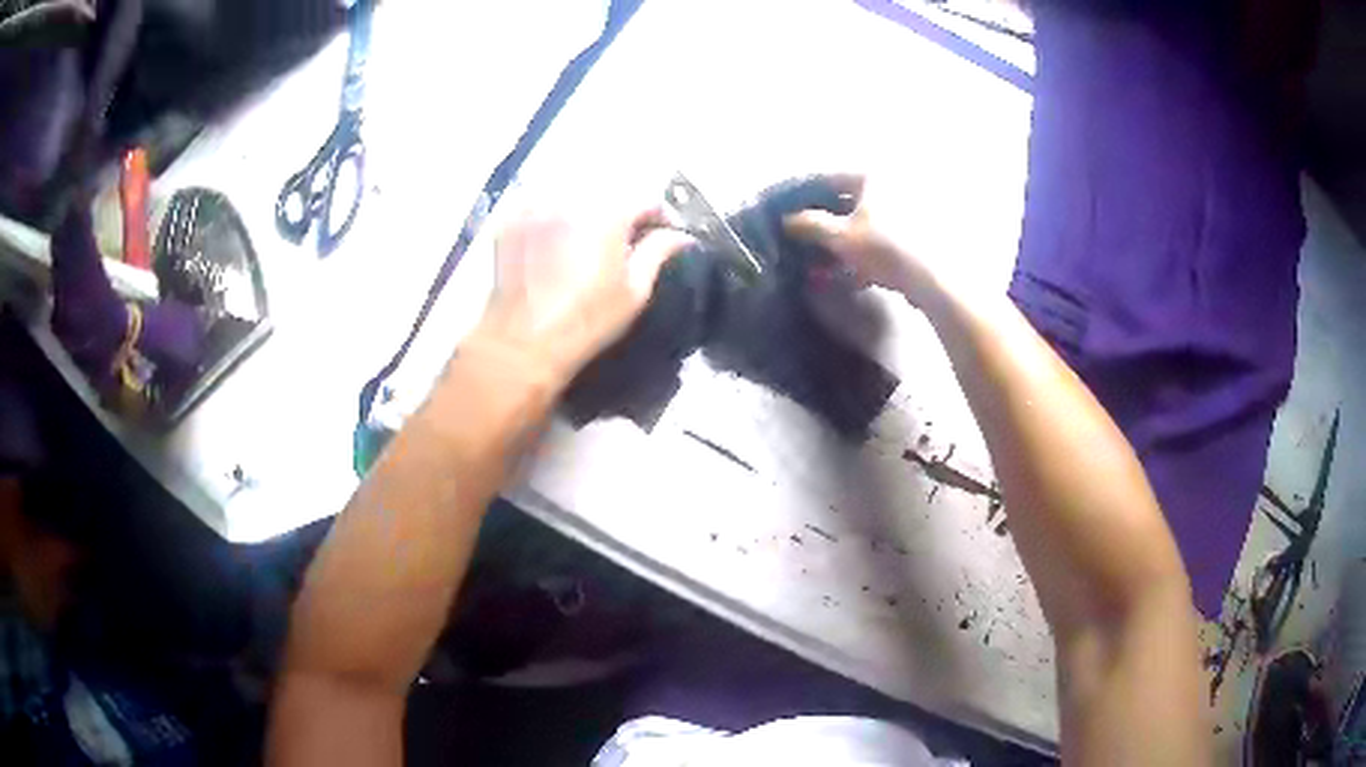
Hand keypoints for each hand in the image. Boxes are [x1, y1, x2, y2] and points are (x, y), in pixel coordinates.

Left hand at [469, 205, 694, 390]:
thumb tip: (681, 236)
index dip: (660, 216)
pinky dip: (554, 216)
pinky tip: (556, 241)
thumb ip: (659, 252)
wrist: (523, 343)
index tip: (663, 233)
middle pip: (608, 194)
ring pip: (573, 196)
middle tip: (626, 240)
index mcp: (608, 213)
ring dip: (587, 211)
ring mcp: (536, 206)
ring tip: (589, 239)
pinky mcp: (511, 220)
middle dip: (622, 212)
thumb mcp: (634, 291)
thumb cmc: (586, 320)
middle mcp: (571, 199)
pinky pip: (542, 206)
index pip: (646, 200)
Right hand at [783, 174, 976, 312]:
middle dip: (825, 223)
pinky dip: (866, 254)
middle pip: (849, 202)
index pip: (829, 179)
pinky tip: (855, 275)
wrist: (933, 278)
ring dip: (844, 243)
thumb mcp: (839, 236)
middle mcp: (892, 185)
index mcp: (873, 176)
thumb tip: (787, 220)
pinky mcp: (918, 237)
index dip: (805, 195)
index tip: (787, 211)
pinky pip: (882, 240)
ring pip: (865, 224)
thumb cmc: (884, 247)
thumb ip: (810, 225)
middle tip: (805, 240)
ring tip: (825, 264)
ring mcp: (908, 210)